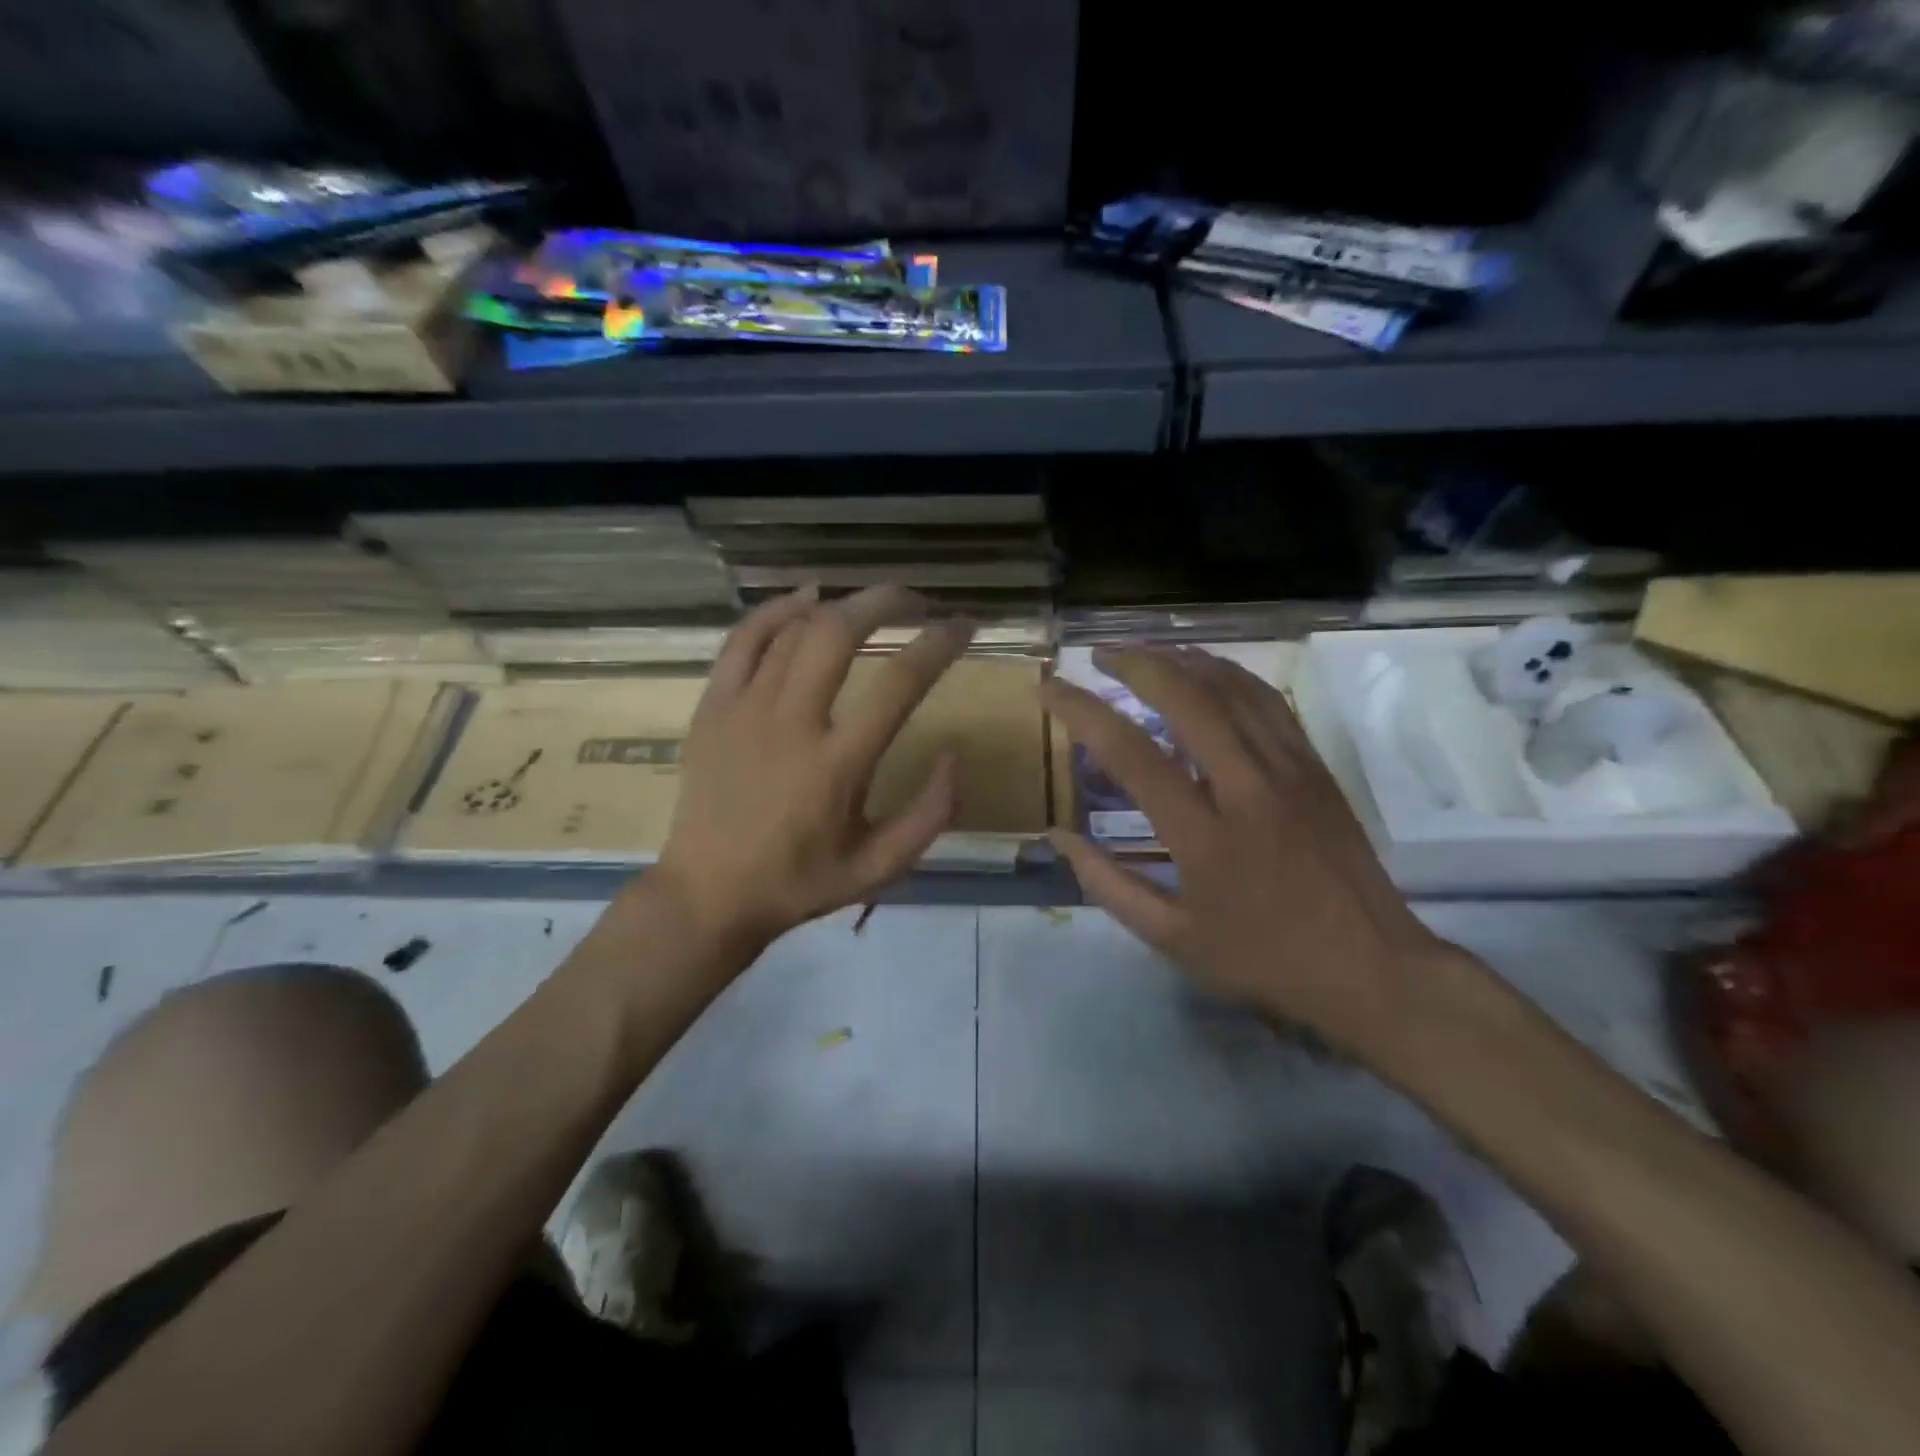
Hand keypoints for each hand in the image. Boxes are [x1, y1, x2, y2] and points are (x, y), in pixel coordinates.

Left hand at [649, 584, 972, 956]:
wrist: (708, 894)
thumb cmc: (800, 882)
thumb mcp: (880, 867)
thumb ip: (930, 815)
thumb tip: (955, 756)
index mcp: (837, 766)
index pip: (899, 684)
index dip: (939, 645)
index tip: (963, 626)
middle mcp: (791, 724)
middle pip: (839, 632)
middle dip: (885, 601)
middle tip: (916, 602)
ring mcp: (744, 710)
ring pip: (795, 629)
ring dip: (841, 605)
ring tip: (871, 604)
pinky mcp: (713, 707)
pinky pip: (744, 639)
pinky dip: (777, 610)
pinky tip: (805, 599)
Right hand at [1042, 646, 1457, 1052]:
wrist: (1372, 968)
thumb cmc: (1263, 958)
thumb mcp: (1172, 938)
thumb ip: (1107, 884)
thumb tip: (1058, 837)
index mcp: (1204, 836)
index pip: (1131, 754)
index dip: (1082, 712)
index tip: (1049, 690)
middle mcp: (1248, 788)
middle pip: (1187, 699)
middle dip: (1135, 663)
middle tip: (1098, 654)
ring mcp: (1290, 771)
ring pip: (1232, 689)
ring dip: (1181, 660)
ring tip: (1143, 651)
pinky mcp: (1315, 767)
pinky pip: (1268, 702)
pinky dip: (1228, 675)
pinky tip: (1205, 671)